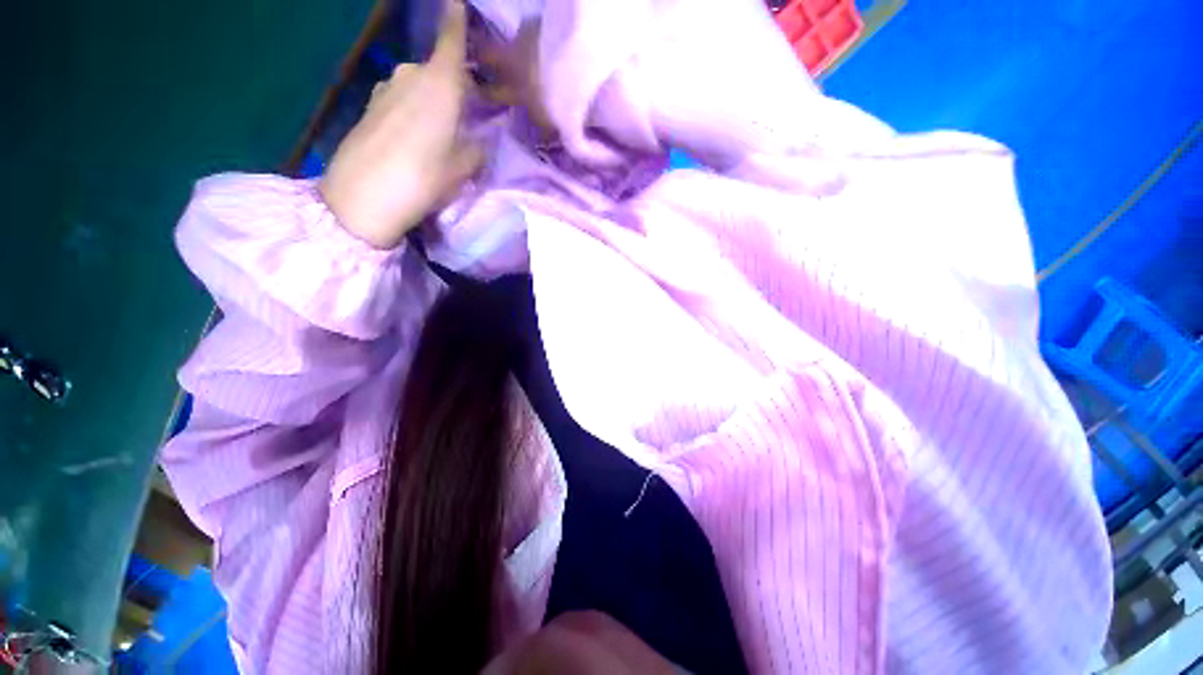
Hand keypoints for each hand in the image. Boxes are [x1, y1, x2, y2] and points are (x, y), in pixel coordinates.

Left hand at [320, 1, 482, 248]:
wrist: (362, 198)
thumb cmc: (423, 179)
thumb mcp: (462, 169)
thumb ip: (476, 150)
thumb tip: (478, 143)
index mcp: (440, 84)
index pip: (451, 39)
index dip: (456, 19)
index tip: (457, 1)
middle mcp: (410, 76)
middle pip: (438, 68)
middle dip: (456, 82)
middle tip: (472, 107)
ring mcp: (386, 89)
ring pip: (419, 85)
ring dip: (434, 98)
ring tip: (445, 128)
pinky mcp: (370, 107)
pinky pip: (401, 98)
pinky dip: (414, 108)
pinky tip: (417, 136)